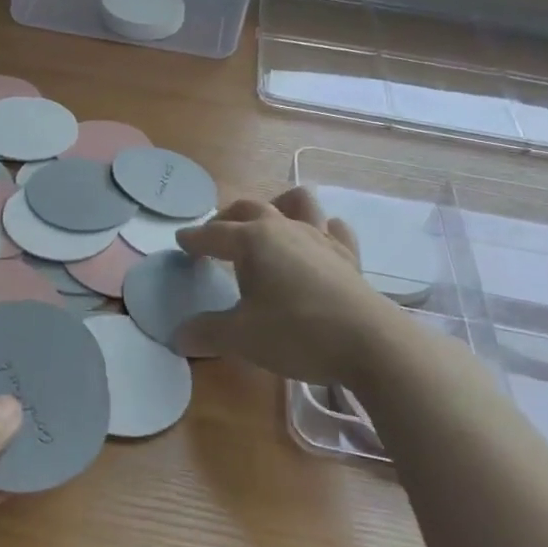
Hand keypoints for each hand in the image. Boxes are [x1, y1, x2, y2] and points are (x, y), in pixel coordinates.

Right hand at [175, 187, 389, 381]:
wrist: (369, 343)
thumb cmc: (296, 333)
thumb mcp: (241, 338)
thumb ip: (206, 332)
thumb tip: (178, 336)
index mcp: (252, 240)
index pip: (213, 234)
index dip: (194, 238)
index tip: (180, 242)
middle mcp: (284, 228)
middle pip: (250, 208)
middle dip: (227, 218)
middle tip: (215, 233)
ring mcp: (320, 238)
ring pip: (297, 202)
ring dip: (278, 205)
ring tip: (268, 223)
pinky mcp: (348, 255)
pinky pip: (334, 229)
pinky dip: (321, 229)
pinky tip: (317, 243)